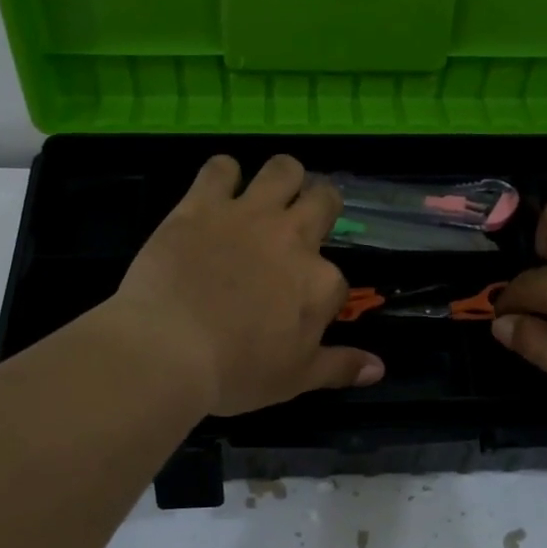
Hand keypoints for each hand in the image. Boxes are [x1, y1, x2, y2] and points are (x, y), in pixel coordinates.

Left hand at [112, 154, 382, 415]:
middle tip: (301, 225)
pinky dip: (222, 175)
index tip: (299, 308)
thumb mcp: (295, 380)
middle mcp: (293, 237)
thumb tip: (378, 369)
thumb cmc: (236, 372)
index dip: (321, 292)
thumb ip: (339, 367)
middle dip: (320, 207)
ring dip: (282, 178)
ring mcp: (249, 215)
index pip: (335, 277)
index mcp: (320, 282)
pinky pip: (221, 167)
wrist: (168, 348)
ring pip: (283, 168)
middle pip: (324, 199)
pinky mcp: (203, 204)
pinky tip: (216, 192)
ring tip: (268, 196)